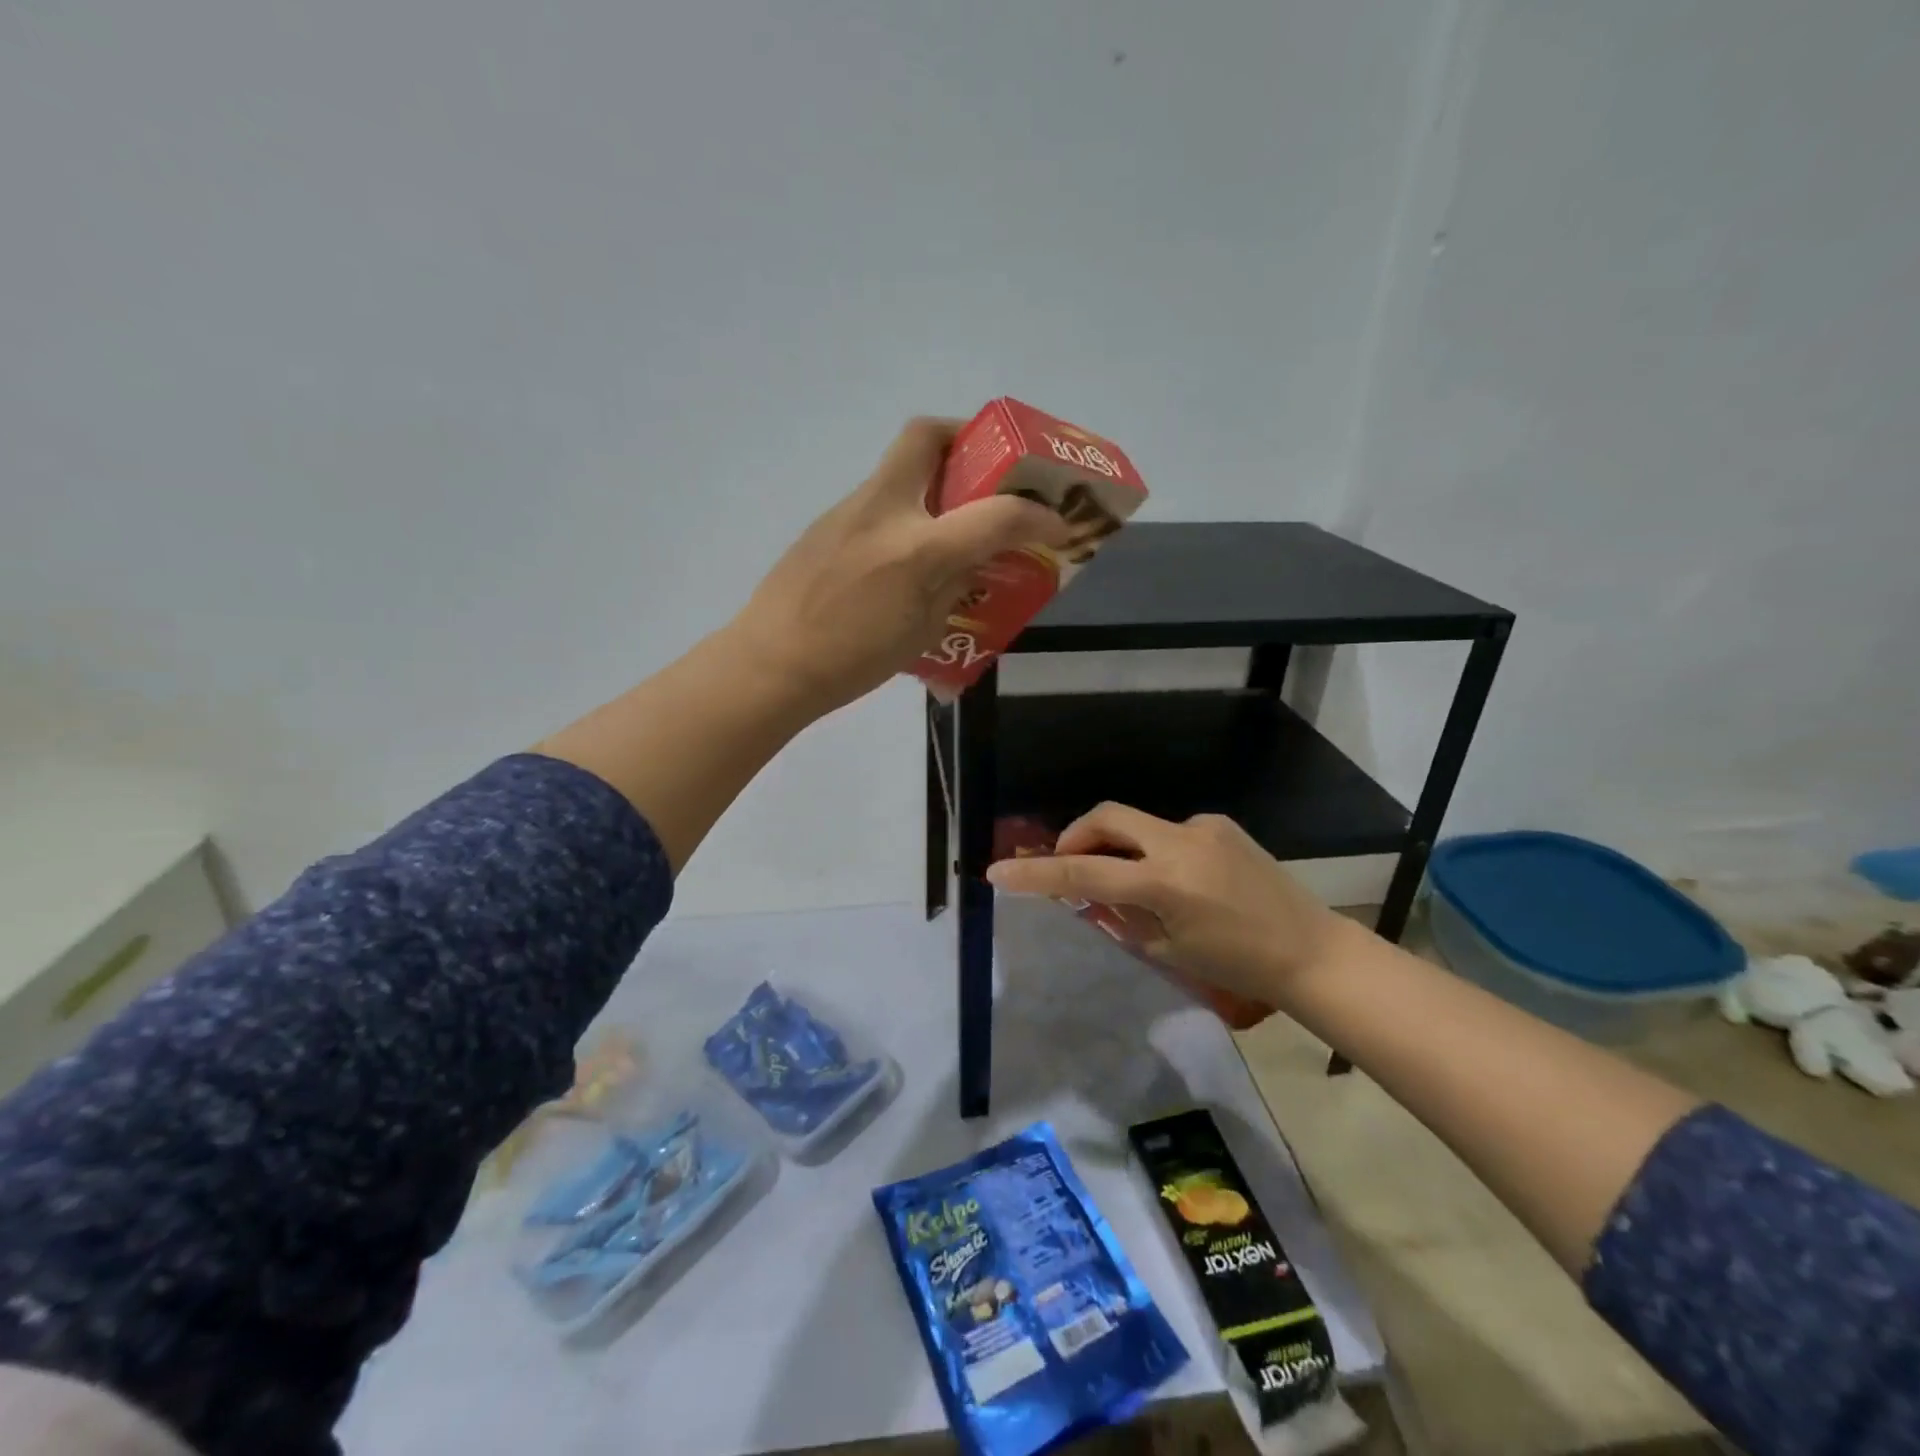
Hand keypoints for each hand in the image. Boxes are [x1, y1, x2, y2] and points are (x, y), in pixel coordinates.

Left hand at [727, 418, 1069, 714]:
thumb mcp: (923, 632)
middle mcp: (885, 511)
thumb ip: (956, 585)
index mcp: (918, 549)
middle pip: (927, 434)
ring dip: (933, 477)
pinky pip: (877, 499)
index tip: (1056, 523)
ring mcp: (848, 510)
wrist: (772, 664)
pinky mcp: (825, 523)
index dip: (1037, 515)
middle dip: (965, 437)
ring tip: (950, 519)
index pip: (996, 513)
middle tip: (986, 470)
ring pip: (898, 466)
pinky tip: (902, 553)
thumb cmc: (853, 661)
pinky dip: (904, 510)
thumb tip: (975, 558)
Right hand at [985, 803, 1357, 1007]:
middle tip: (1068, 865)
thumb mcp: (1168, 949)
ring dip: (1120, 848)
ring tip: (1134, 886)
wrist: (1310, 950)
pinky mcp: (1220, 823)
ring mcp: (1203, 827)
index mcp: (1165, 883)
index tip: (998, 872)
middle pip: (1105, 817)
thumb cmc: (1238, 965)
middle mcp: (1181, 841)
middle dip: (1075, 836)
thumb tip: (1094, 890)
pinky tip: (1179, 882)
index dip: (1036, 873)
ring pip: (1137, 825)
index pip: (1084, 872)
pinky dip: (1154, 851)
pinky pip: (1169, 831)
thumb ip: (1122, 914)